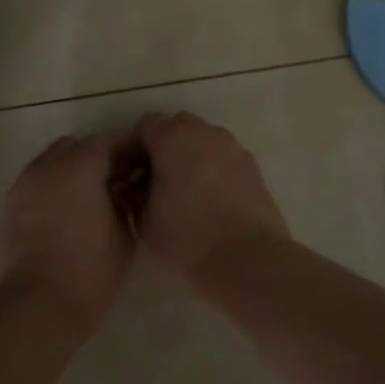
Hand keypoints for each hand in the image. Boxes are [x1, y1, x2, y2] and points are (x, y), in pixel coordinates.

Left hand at [0, 134, 133, 338]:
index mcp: (80, 164)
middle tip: (113, 184)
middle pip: (76, 147)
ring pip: (51, 164)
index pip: (109, 141)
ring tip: (86, 202)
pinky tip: (62, 217)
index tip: (140, 168)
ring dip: (69, 173)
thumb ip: (124, 202)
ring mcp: (24, 184)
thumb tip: (120, 192)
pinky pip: (35, 185)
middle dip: (95, 159)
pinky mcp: (8, 206)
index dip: (127, 152)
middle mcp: (48, 164)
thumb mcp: (124, 235)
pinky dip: (50, 191)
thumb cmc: (89, 271)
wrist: (36, 306)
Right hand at [132, 112, 288, 284]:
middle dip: (165, 144)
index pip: (145, 124)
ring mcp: (231, 145)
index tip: (133, 172)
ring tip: (188, 187)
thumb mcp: (144, 221)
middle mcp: (203, 132)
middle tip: (159, 177)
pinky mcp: (251, 163)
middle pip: (177, 125)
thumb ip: (134, 194)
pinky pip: (224, 154)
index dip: (136, 145)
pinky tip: (212, 196)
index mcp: (172, 139)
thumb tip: (136, 186)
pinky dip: (214, 165)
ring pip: (203, 138)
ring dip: (192, 153)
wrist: (248, 258)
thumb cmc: (188, 238)